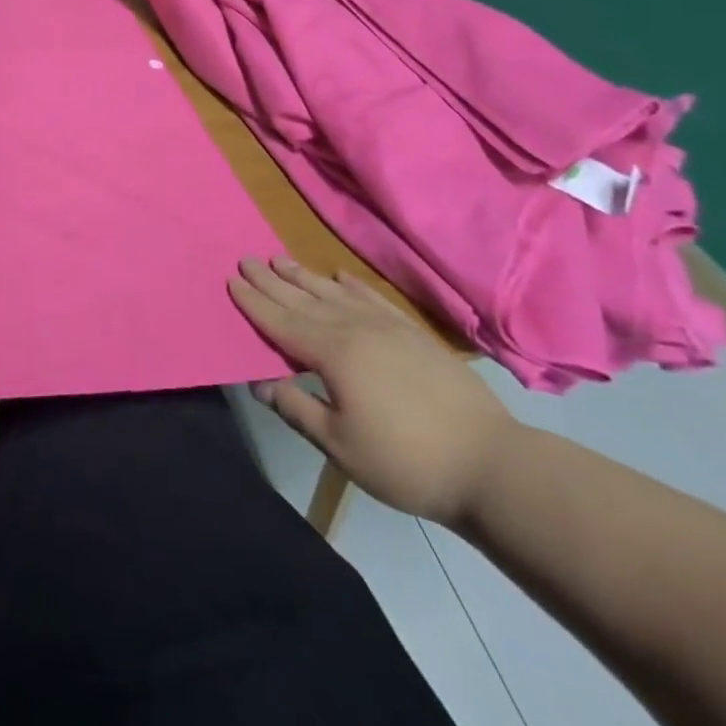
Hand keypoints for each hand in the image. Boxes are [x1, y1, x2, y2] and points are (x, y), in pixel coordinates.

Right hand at [228, 257, 515, 526]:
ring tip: (282, 260)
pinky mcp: (415, 336)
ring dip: (306, 277)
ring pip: (336, 294)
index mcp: (334, 354)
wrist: (493, 466)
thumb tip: (261, 385)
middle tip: (247, 259)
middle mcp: (357, 330)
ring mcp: (389, 329)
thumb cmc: (406, 462)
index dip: (255, 302)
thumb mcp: (341, 446)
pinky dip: (353, 286)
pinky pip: (374, 300)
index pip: (282, 322)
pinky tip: (341, 276)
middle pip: (304, 300)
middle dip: (272, 280)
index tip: (232, 280)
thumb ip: (298, 409)